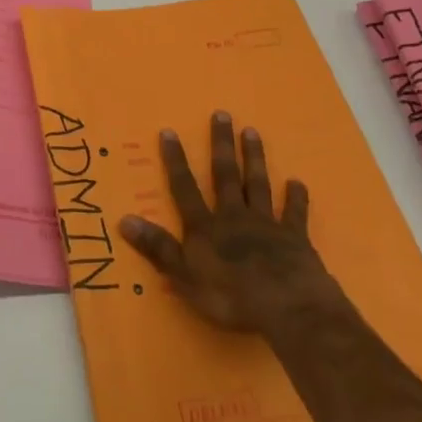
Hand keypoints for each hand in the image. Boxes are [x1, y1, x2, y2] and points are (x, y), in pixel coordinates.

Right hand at [118, 111, 346, 334]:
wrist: (288, 307)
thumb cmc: (231, 296)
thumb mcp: (185, 277)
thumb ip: (158, 248)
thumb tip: (124, 219)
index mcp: (206, 227)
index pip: (185, 187)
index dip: (176, 160)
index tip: (170, 131)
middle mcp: (234, 217)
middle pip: (225, 175)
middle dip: (221, 144)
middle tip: (222, 114)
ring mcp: (266, 225)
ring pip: (257, 184)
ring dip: (254, 158)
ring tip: (252, 131)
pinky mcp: (294, 238)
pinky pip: (294, 213)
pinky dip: (296, 198)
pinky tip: (297, 182)